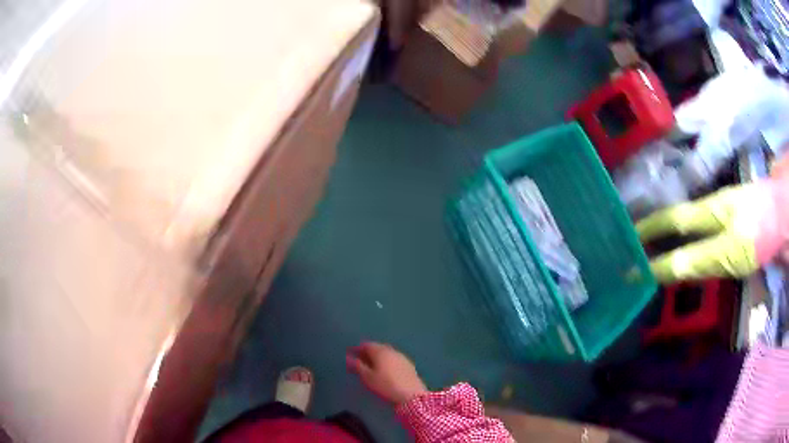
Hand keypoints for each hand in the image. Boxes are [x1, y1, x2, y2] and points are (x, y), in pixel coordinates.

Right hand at [346, 342, 427, 404]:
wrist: (411, 395)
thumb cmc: (385, 385)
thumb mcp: (367, 377)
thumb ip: (357, 366)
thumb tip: (349, 358)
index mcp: (380, 351)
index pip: (366, 345)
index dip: (357, 349)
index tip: (350, 354)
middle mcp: (391, 351)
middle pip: (377, 348)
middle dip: (367, 352)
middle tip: (359, 359)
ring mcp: (402, 357)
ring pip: (386, 353)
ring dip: (378, 357)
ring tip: (371, 366)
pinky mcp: (409, 365)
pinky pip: (394, 359)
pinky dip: (387, 362)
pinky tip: (385, 370)